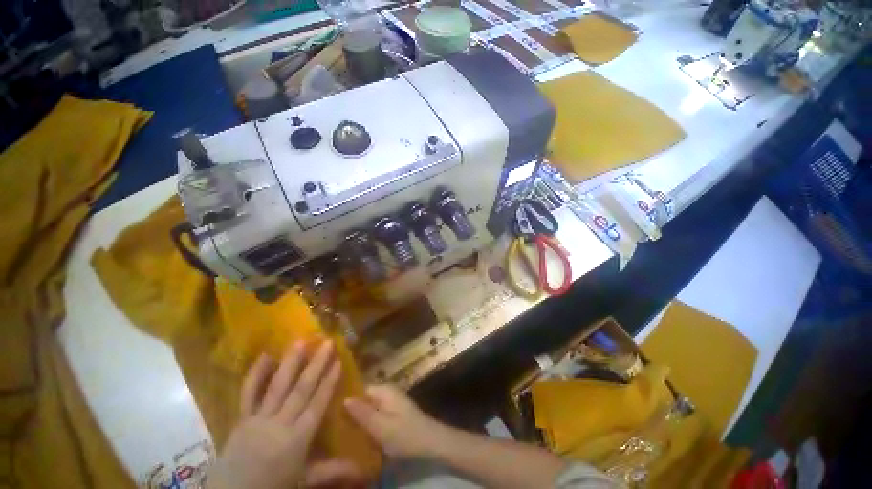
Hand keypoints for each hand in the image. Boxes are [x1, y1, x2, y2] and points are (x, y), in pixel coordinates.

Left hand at [208, 340, 344, 488]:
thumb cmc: (273, 487)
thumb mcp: (304, 481)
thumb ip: (332, 471)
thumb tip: (364, 468)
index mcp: (297, 439)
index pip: (317, 404)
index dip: (329, 382)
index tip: (339, 361)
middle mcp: (280, 424)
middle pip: (301, 390)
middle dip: (316, 365)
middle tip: (327, 343)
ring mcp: (258, 419)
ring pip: (277, 387)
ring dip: (290, 363)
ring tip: (300, 341)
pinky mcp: (241, 419)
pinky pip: (248, 394)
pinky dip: (255, 375)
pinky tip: (264, 356)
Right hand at [343, 384, 445, 458]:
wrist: (430, 442)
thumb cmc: (404, 434)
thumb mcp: (380, 426)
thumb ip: (362, 413)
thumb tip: (344, 398)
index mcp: (384, 390)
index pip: (359, 389)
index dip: (345, 400)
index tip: (330, 412)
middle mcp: (387, 391)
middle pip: (364, 398)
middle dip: (351, 411)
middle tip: (334, 426)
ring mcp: (391, 401)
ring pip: (369, 407)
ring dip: (359, 418)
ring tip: (343, 432)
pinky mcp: (394, 412)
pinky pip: (376, 414)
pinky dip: (369, 422)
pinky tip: (360, 434)